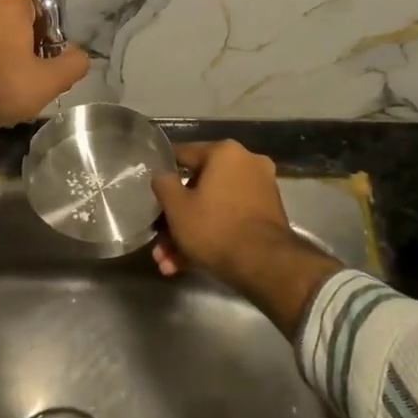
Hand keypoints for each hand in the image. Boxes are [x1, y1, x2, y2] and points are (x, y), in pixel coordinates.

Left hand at [0, 0, 90, 128]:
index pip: (42, 12)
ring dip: (2, 52)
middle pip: (16, 22)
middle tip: (27, 77)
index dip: (48, 39)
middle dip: (25, 46)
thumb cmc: (1, 84)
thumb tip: (79, 55)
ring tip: (4, 83)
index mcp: (10, 2)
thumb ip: (74, 64)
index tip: (44, 65)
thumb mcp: (49, 81)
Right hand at [150, 141, 341, 333]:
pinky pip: (230, 219)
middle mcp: (247, 163)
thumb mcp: (176, 207)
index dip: (163, 173)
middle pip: (199, 188)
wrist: (265, 265)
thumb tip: (162, 175)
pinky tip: (186, 265)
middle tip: (159, 241)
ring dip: (189, 234)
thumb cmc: (215, 227)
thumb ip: (163, 184)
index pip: (184, 154)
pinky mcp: (267, 216)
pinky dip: (211, 236)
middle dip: (176, 218)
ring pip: (213, 208)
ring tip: (168, 263)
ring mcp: (260, 190)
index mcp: (225, 152)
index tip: (150, 189)